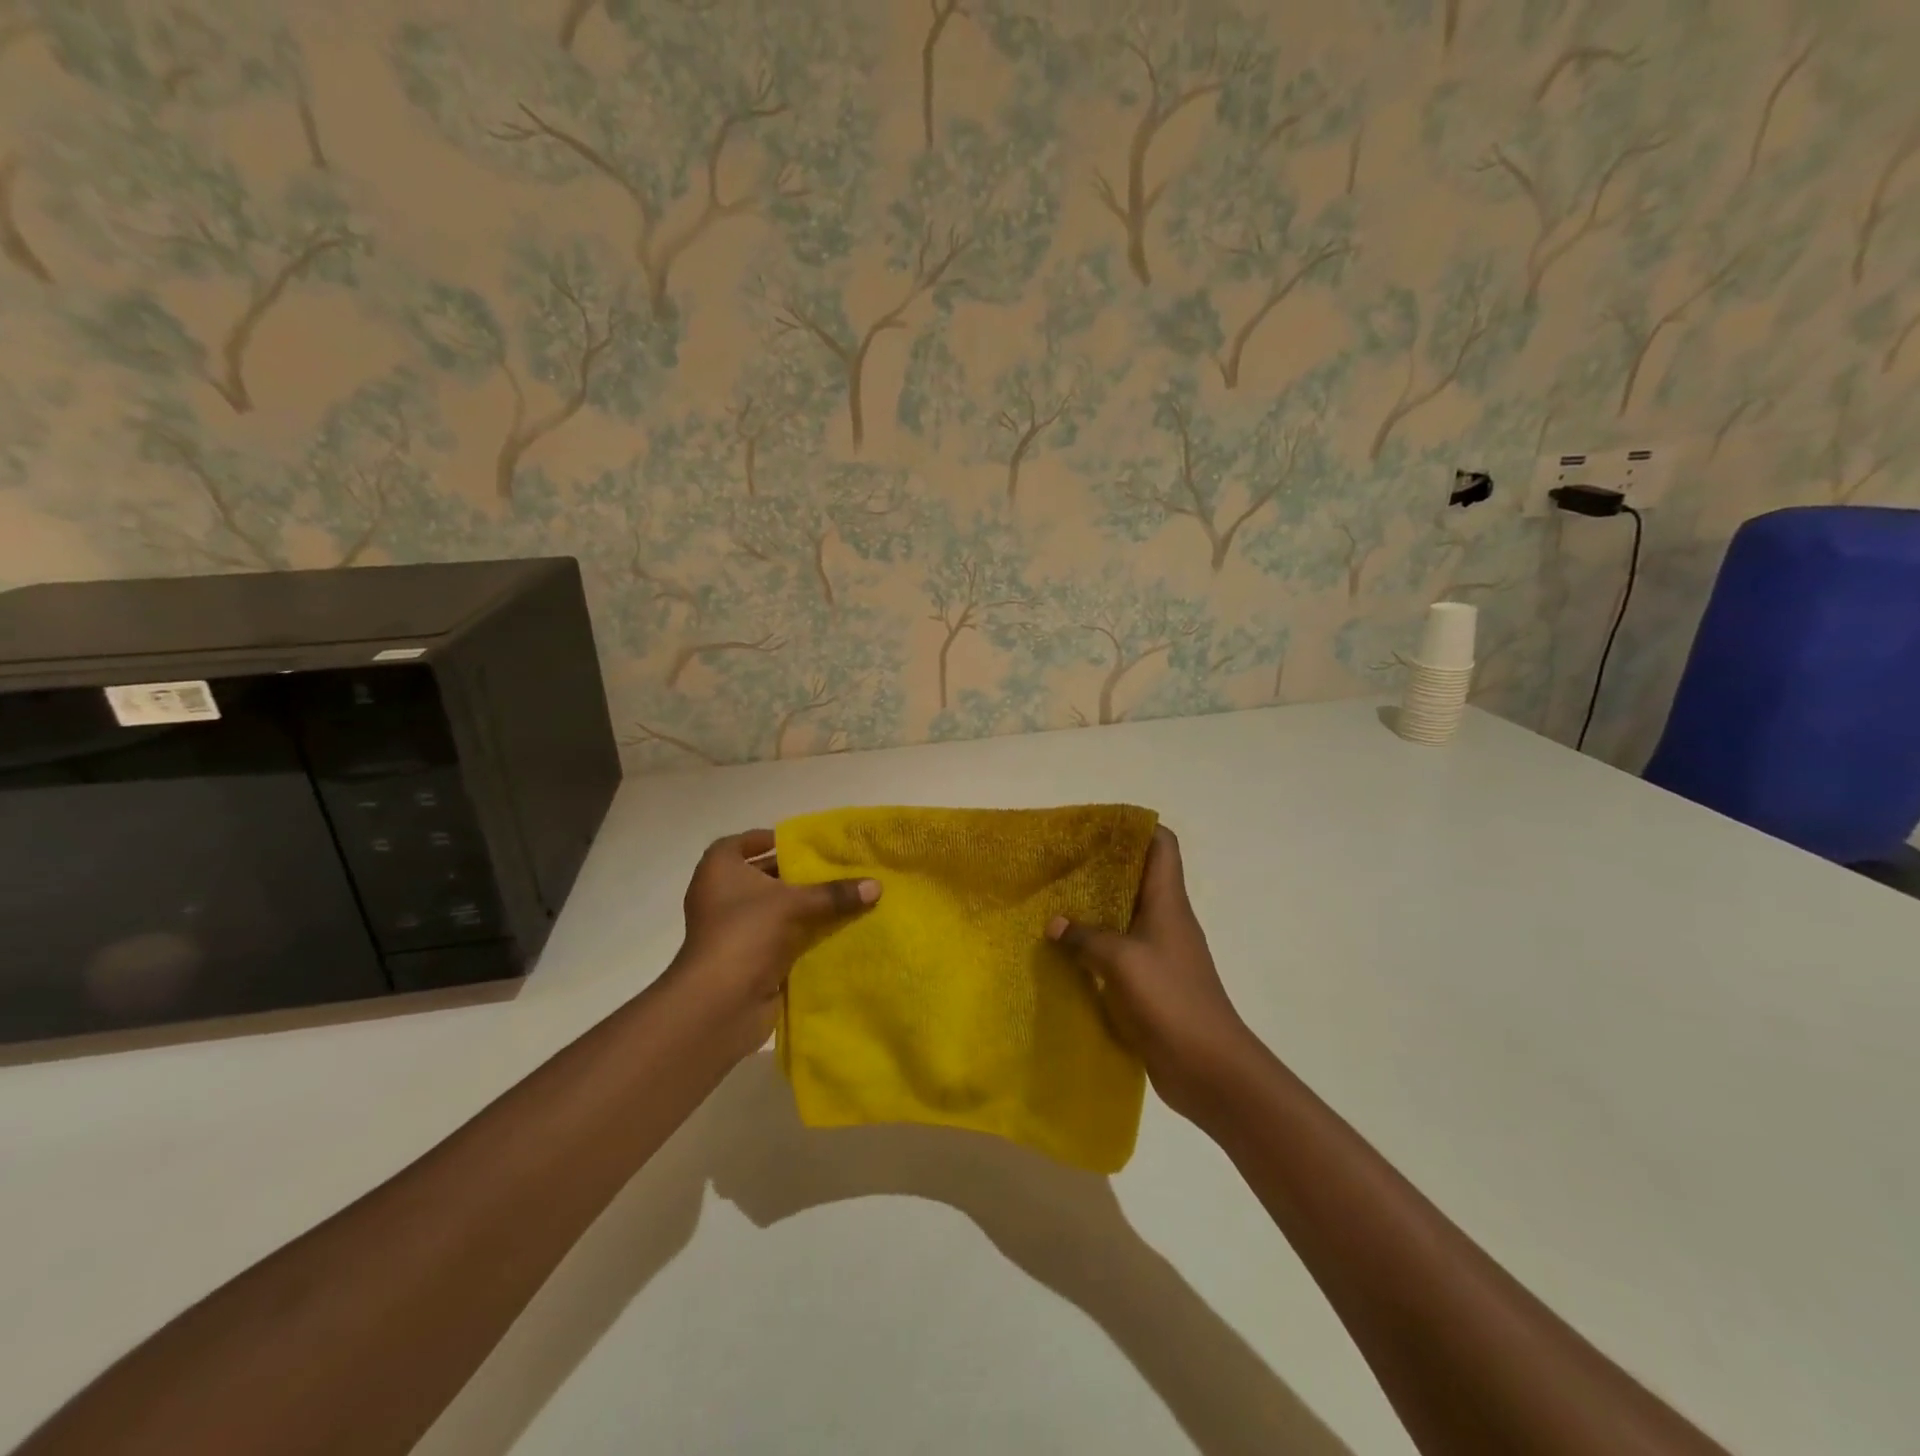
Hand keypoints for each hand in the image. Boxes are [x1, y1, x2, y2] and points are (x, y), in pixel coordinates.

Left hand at [672, 829, 879, 1055]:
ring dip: (800, 907)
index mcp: (719, 871)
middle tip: (832, 868)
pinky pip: (778, 938)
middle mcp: (720, 896)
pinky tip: (833, 931)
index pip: (739, 844)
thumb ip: (835, 893)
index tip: (799, 843)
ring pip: (771, 910)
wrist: (720, 1003)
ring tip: (841, 897)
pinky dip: (800, 934)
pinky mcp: (745, 959)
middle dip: (794, 874)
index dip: (766, 840)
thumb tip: (877, 885)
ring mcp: (732, 931)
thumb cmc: (747, 933)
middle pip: (760, 877)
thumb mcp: (794, 904)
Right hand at [1046, 826, 1256, 1119]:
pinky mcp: (1148, 983)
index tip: (1096, 825)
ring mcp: (1158, 952)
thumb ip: (1085, 938)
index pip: (1162, 845)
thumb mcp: (1122, 961)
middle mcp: (1165, 920)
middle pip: (1136, 877)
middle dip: (1100, 866)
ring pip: (1123, 915)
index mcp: (1168, 902)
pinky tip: (1063, 951)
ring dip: (1092, 908)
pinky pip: (1117, 952)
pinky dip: (1093, 946)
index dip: (1134, 827)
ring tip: (1052, 901)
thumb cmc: (1171, 1000)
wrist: (1208, 1068)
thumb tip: (1054, 923)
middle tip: (1059, 862)